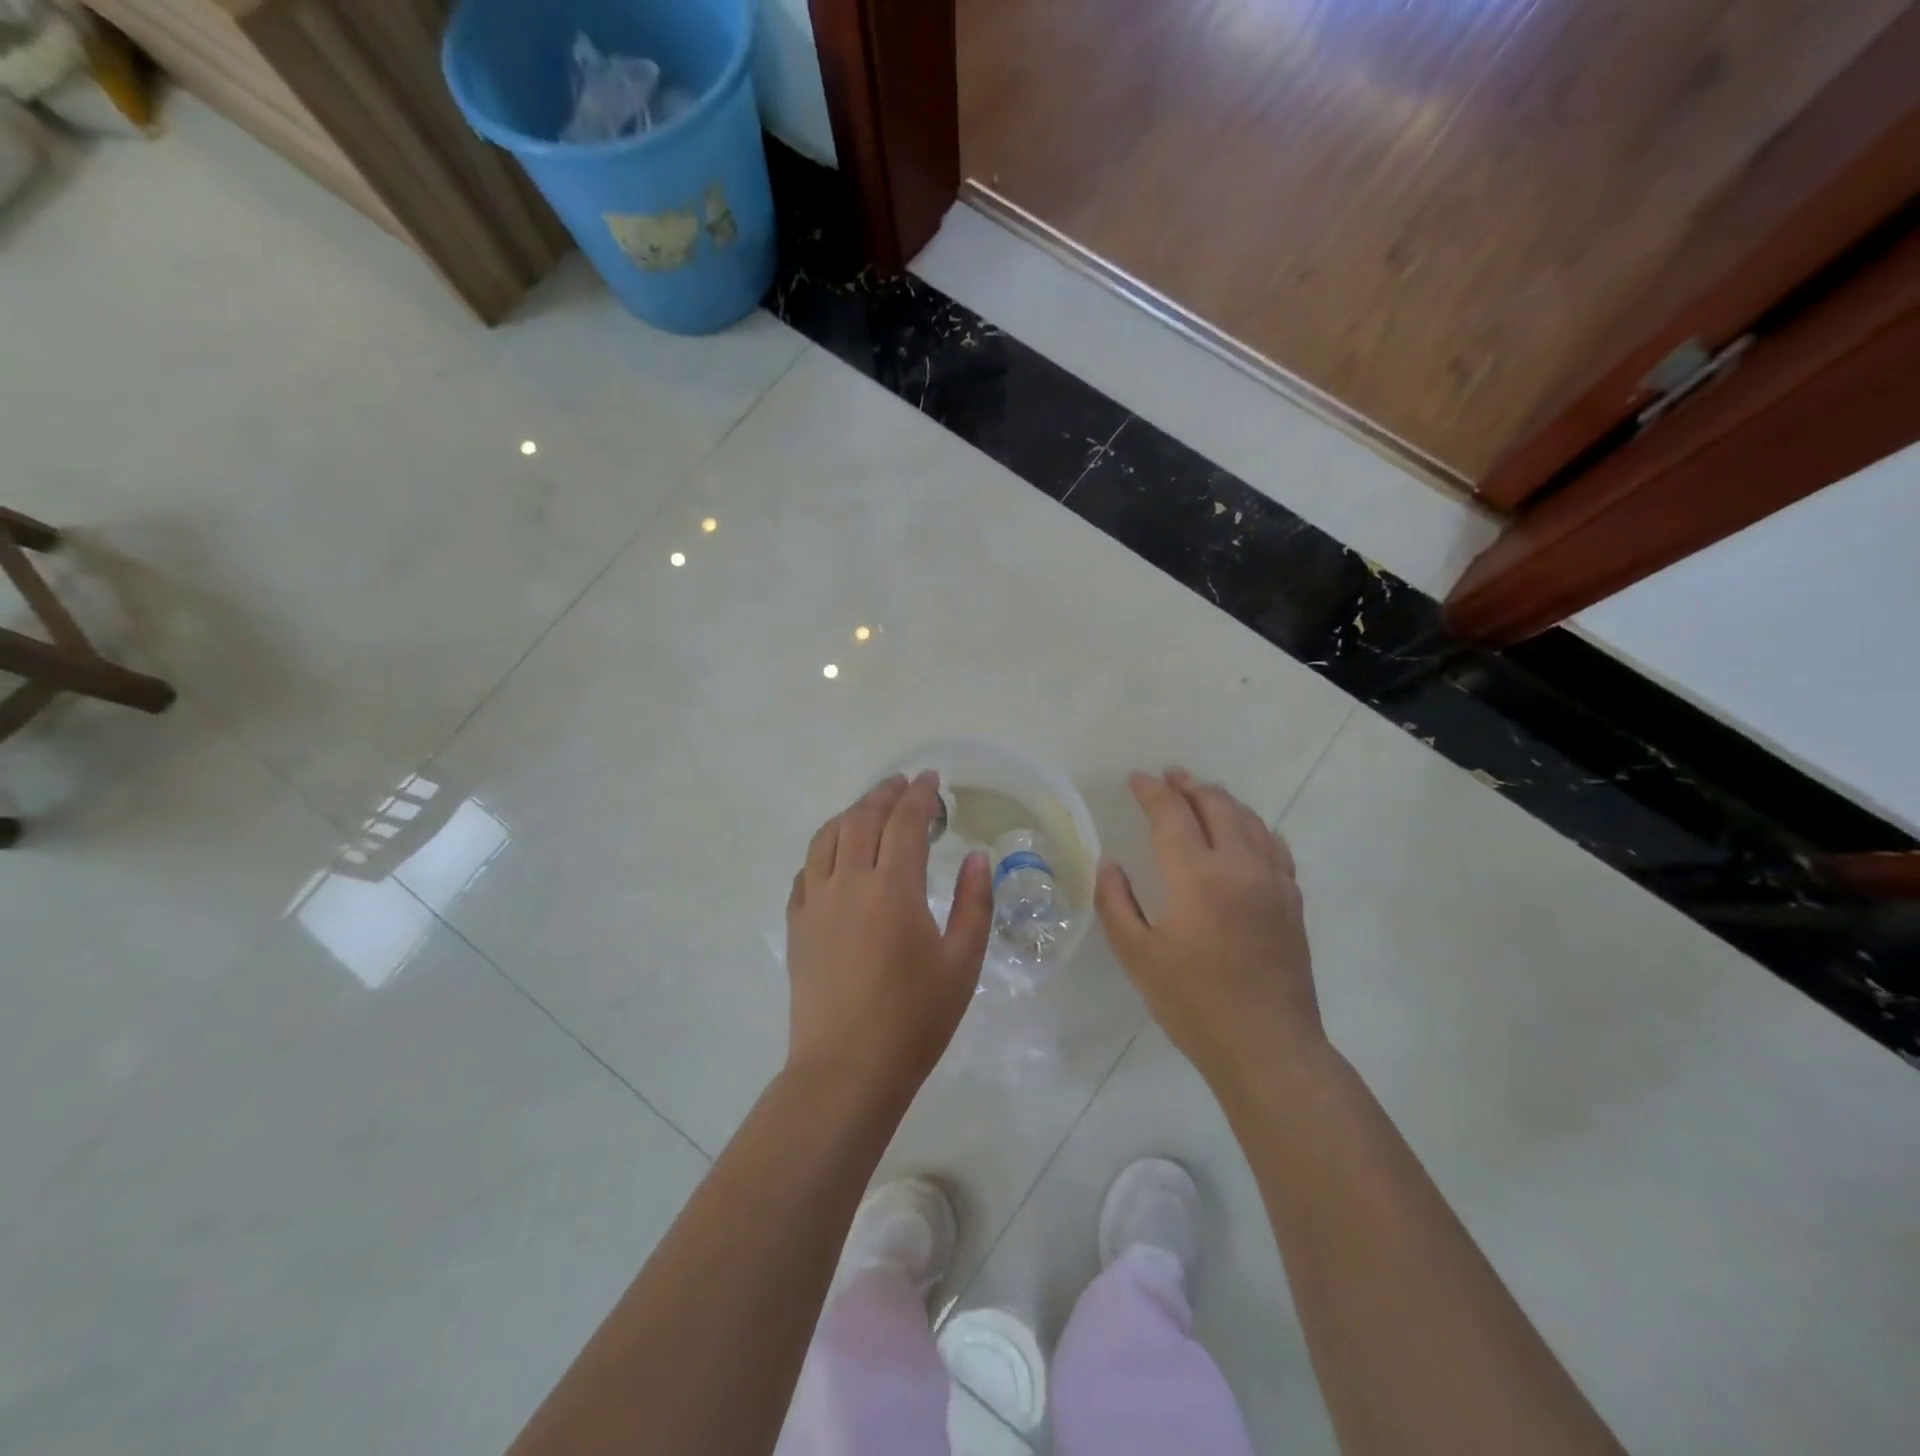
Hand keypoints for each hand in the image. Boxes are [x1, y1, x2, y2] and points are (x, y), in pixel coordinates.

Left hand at [785, 772, 994, 1096]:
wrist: (847, 1069)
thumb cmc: (914, 1019)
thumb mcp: (962, 963)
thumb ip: (973, 903)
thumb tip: (977, 858)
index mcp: (893, 889)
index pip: (905, 822)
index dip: (920, 795)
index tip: (931, 778)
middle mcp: (849, 883)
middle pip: (862, 819)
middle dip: (884, 794)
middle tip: (903, 785)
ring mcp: (816, 903)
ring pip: (827, 837)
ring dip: (850, 814)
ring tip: (869, 809)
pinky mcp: (798, 925)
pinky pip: (806, 870)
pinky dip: (823, 849)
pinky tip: (835, 856)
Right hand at [1096, 769, 1324, 1087]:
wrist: (1267, 1046)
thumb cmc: (1193, 1003)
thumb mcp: (1137, 956)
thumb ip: (1116, 903)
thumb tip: (1110, 864)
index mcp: (1195, 876)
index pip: (1171, 814)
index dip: (1151, 792)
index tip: (1136, 778)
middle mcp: (1238, 865)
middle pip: (1215, 805)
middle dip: (1189, 785)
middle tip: (1169, 775)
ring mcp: (1271, 880)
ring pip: (1248, 819)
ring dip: (1221, 798)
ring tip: (1202, 791)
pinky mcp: (1291, 899)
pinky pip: (1274, 844)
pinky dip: (1254, 825)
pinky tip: (1247, 830)